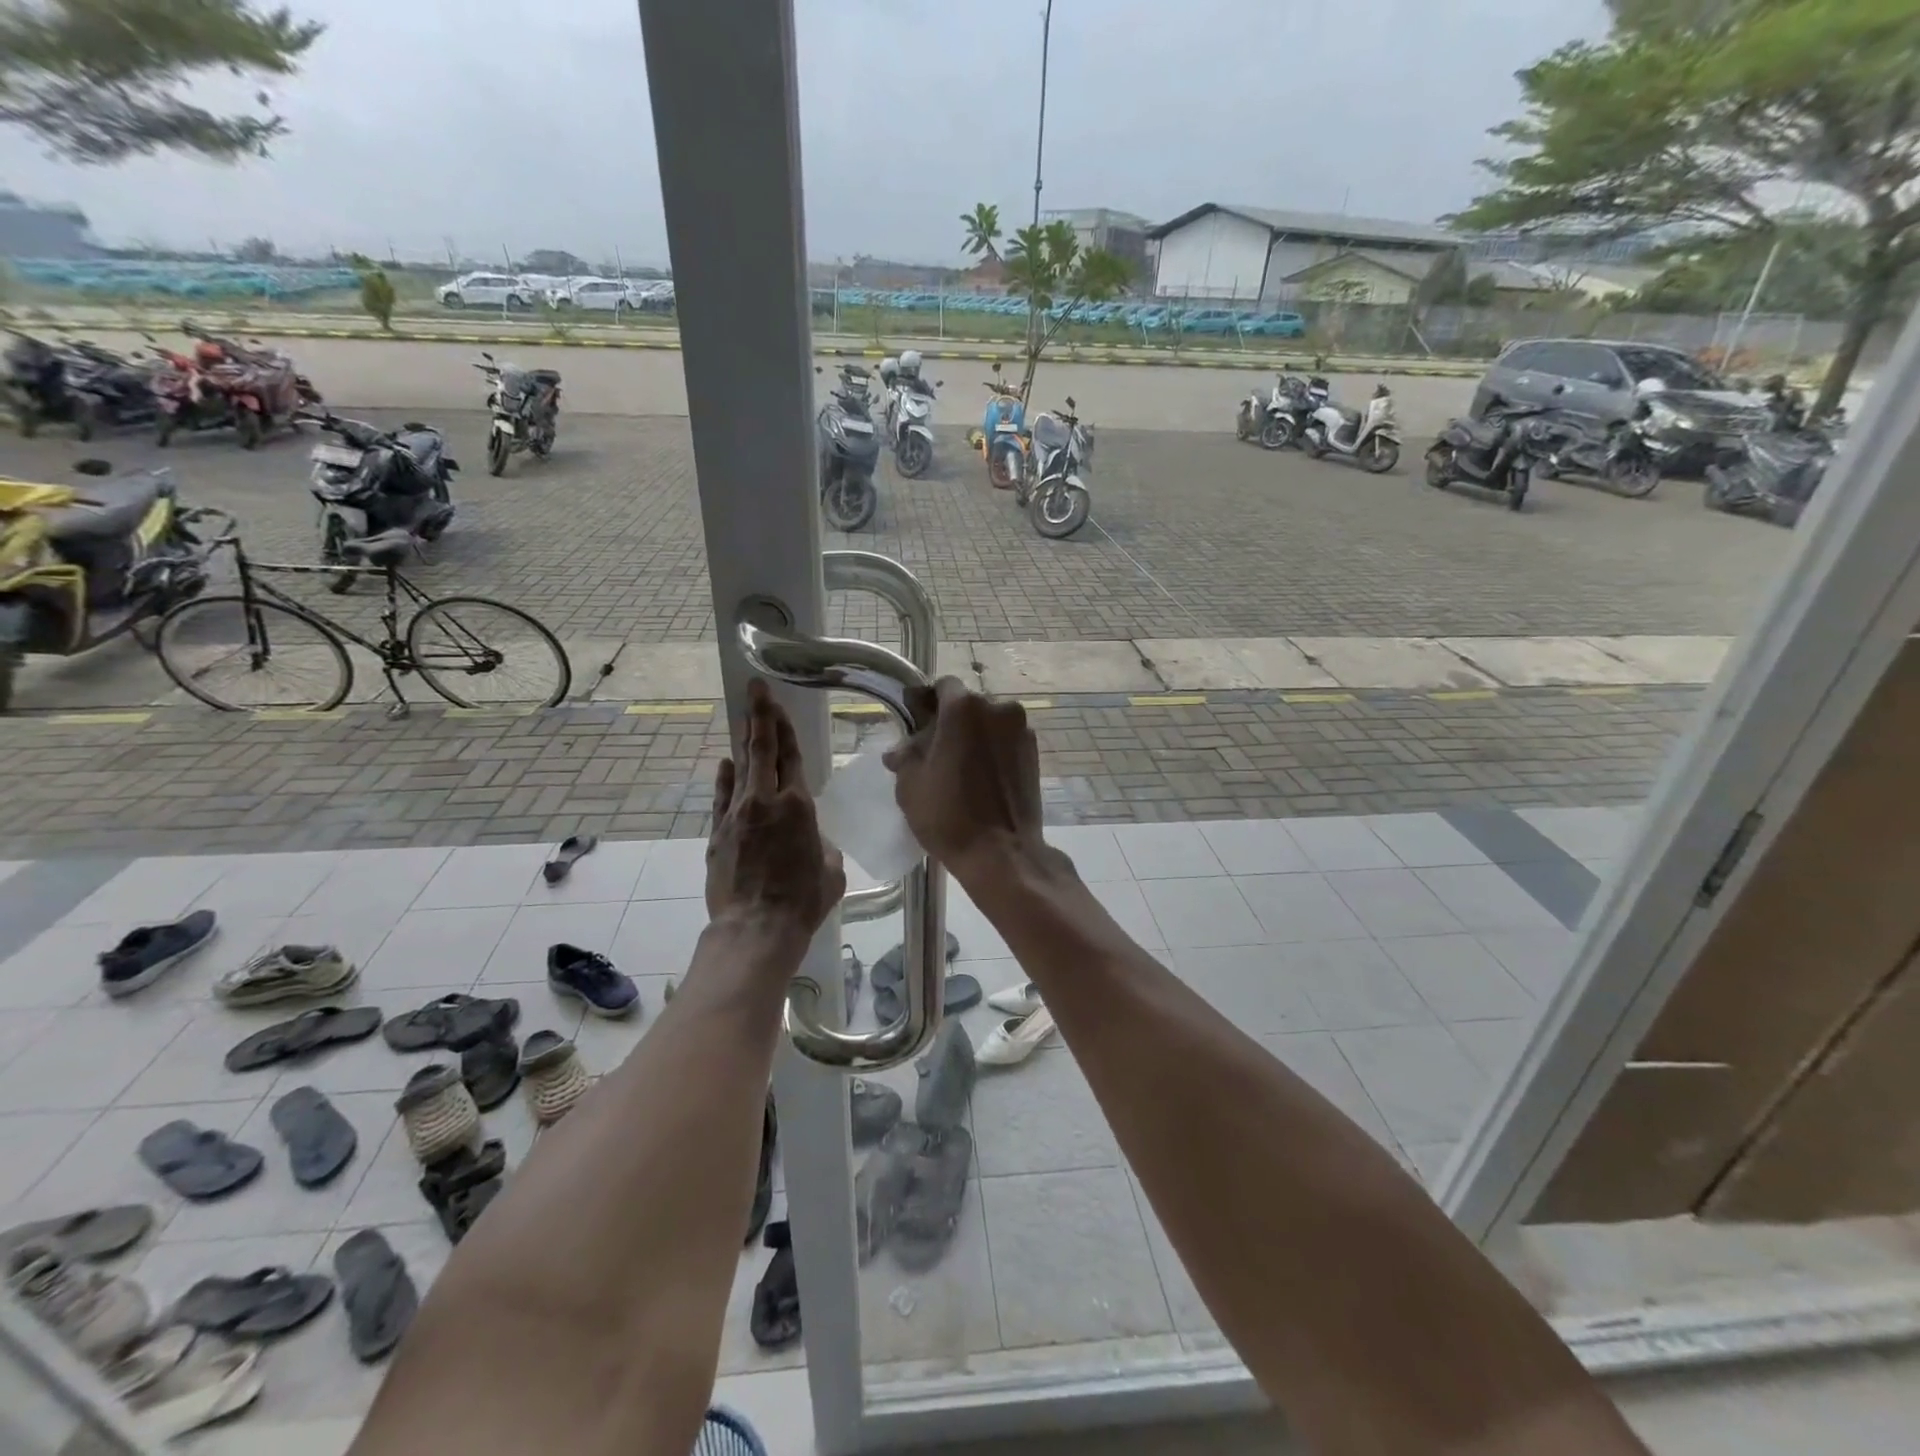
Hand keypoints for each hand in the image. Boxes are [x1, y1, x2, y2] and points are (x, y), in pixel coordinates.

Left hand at [707, 681, 844, 951]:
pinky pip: (723, 798)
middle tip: (755, 689)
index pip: (791, 756)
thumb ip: (821, 844)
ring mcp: (737, 815)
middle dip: (759, 717)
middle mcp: (765, 801)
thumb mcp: (830, 870)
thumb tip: (809, 840)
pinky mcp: (718, 835)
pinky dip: (725, 778)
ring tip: (744, 718)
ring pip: (740, 768)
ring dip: (743, 741)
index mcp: (799, 806)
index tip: (776, 702)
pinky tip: (725, 764)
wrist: (756, 928)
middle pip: (762, 750)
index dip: (784, 727)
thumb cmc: (803, 900)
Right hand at [884, 677, 1066, 888]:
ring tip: (960, 766)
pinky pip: (1005, 740)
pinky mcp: (1034, 752)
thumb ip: (905, 755)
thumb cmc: (948, 816)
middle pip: (968, 705)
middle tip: (935, 750)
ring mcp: (1021, 730)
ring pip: (989, 723)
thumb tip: (900, 749)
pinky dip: (993, 750)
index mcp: (963, 708)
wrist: (1002, 853)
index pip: (942, 686)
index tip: (917, 723)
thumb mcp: (910, 785)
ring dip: (974, 735)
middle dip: (951, 721)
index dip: (927, 701)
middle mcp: (997, 708)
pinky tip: (981, 776)